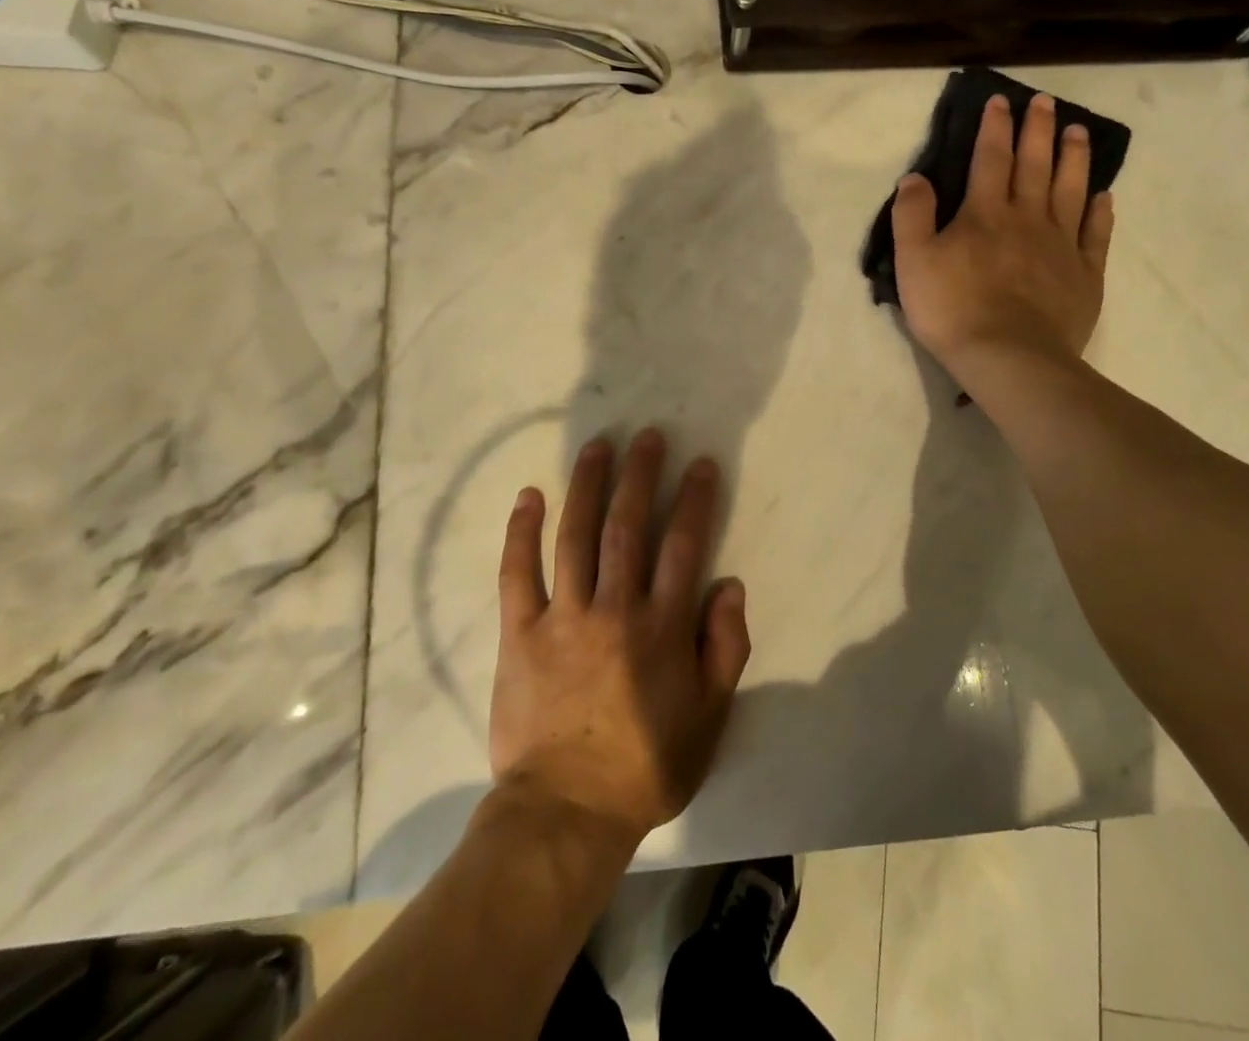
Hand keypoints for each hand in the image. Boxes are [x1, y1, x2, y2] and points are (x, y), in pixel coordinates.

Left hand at [490, 429, 751, 840]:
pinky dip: (522, 532)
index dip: (693, 499)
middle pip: (628, 526)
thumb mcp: (710, 718)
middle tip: (647, 436)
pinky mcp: (521, 632)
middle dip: (640, 476)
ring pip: (576, 536)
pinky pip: (518, 573)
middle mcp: (615, 609)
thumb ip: (725, 648)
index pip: (683, 545)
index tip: (699, 463)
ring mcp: (564, 617)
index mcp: (662, 627)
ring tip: (597, 446)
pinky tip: (529, 495)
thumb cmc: (646, 765)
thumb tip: (730, 584)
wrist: (566, 812)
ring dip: (587, 486)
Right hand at [892, 94, 1114, 379]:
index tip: (1001, 101)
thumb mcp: (913, 261)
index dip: (995, 127)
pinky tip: (1104, 196)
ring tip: (1079, 131)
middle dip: (1039, 130)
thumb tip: (914, 177)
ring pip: (1071, 190)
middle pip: (1036, 165)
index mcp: (985, 213)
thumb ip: (912, 215)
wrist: (1009, 357)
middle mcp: (1028, 218)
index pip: (990, 158)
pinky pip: (1096, 234)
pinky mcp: (1085, 274)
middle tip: (1046, 102)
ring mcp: (1061, 245)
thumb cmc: (953, 309)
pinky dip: (1100, 211)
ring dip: (1075, 158)